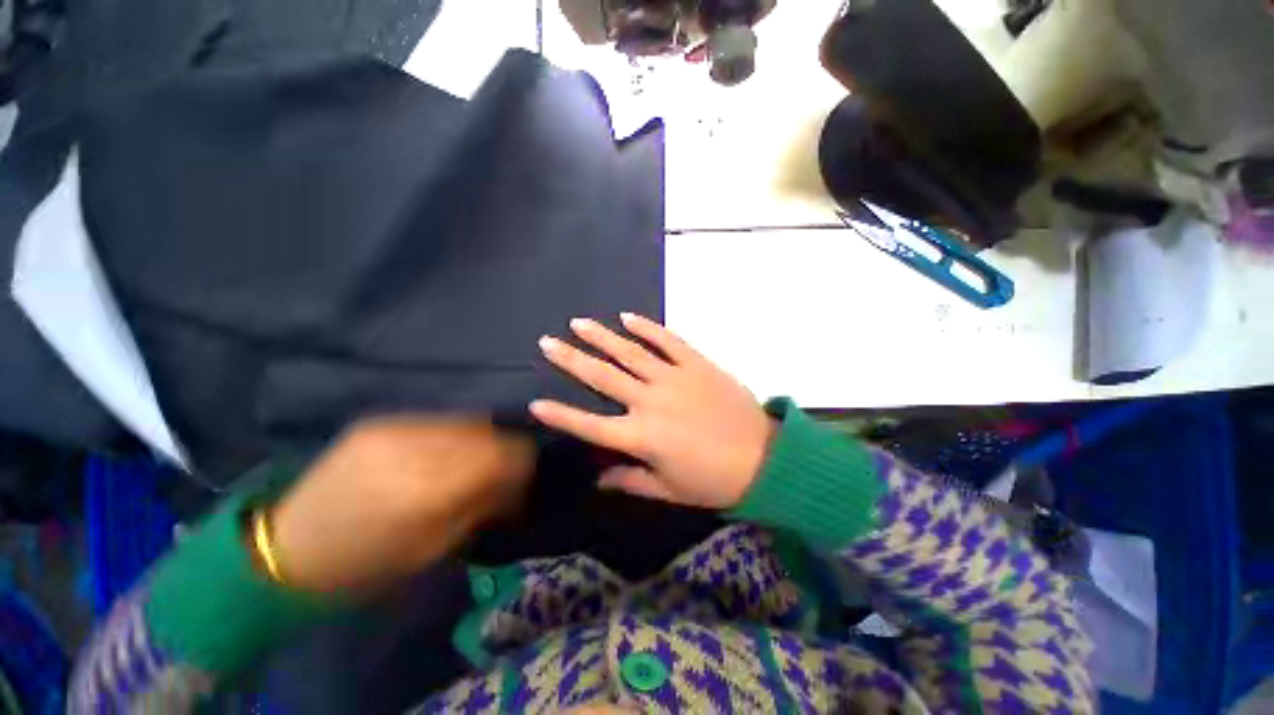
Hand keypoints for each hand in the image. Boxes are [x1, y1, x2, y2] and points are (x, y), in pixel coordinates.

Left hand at [268, 419, 533, 594]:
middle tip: (510, 466)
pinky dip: (456, 433)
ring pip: (465, 421)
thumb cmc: (365, 566)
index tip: (530, 470)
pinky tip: (451, 449)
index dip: (523, 459)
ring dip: (483, 438)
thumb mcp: (431, 549)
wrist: (287, 550)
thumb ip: (479, 506)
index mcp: (425, 490)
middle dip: (507, 448)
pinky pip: (438, 420)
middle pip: (486, 431)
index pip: (499, 455)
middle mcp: (412, 448)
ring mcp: (393, 427)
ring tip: (482, 458)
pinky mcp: (379, 421)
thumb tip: (516, 481)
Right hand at [531, 313, 775, 509]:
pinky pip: (668, 340)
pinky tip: (627, 317)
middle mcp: (650, 401)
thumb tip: (599, 478)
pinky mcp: (696, 363)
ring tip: (579, 324)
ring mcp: (673, 377)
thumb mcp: (668, 490)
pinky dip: (647, 328)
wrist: (763, 458)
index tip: (535, 403)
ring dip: (602, 337)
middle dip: (571, 359)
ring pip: (630, 352)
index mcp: (641, 437)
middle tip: (547, 343)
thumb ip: (630, 481)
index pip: (589, 425)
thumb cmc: (713, 481)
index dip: (561, 415)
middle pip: (602, 377)